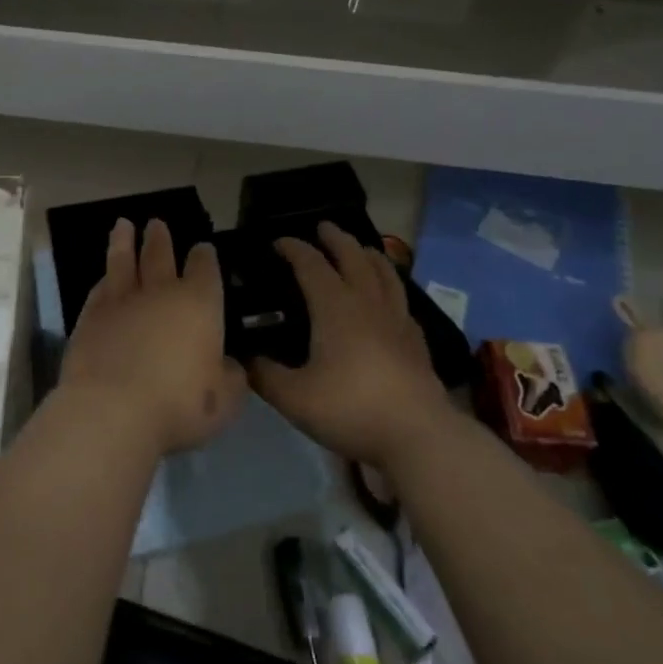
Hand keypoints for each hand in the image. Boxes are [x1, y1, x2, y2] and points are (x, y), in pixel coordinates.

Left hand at [59, 218, 248, 456]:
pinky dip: (103, 280)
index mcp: (199, 303)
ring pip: (123, 262)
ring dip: (124, 242)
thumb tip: (230, 365)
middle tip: (157, 222)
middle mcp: (160, 292)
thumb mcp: (225, 401)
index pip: (205, 268)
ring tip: (123, 225)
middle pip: (160, 255)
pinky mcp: (90, 317)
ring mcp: (121, 301)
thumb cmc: (180, 404)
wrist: (112, 411)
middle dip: (160, 238)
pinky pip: (99, 290)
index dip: (204, 256)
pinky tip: (103, 277)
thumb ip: (231, 377)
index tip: (202, 247)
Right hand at [250, 222, 445, 467]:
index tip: (277, 242)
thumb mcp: (294, 398)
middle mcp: (367, 303)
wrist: (417, 436)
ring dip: (369, 254)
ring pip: (384, 273)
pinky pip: (401, 300)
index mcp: (334, 307)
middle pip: (353, 257)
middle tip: (323, 227)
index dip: (293, 248)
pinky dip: (391, 286)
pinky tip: (389, 298)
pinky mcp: (416, 340)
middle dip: (335, 238)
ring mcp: (397, 319)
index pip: (310, 264)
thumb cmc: (351, 409)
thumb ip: (265, 376)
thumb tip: (245, 359)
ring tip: (362, 249)